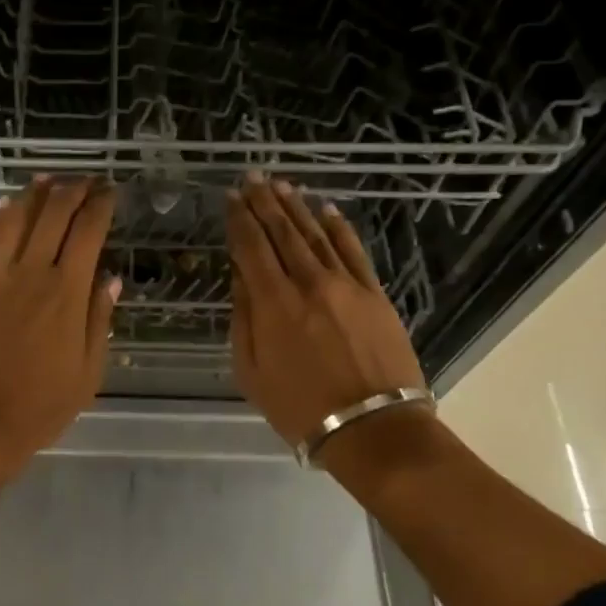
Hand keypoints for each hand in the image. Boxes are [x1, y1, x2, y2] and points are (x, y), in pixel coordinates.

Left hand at [0, 177, 120, 471]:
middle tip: (84, 179)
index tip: (110, 191)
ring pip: (15, 222)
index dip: (100, 206)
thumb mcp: (87, 372)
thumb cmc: (39, 406)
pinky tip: (5, 209)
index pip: (87, 233)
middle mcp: (31, 274)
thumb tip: (110, 278)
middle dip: (71, 191)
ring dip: (33, 196)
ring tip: (46, 179)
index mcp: (67, 293)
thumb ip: (99, 319)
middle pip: (52, 216)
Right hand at [227, 174, 427, 447]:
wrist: (373, 428)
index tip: (230, 197)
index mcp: (273, 302)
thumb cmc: (300, 407)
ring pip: (316, 234)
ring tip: (281, 185)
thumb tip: (241, 277)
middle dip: (264, 202)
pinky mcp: (374, 293)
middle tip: (252, 178)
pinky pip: (353, 250)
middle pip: (282, 232)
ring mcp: (346, 284)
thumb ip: (243, 319)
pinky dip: (338, 227)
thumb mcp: (251, 371)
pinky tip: (326, 210)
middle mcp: (308, 282)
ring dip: (296, 207)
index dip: (239, 219)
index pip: (251, 247)